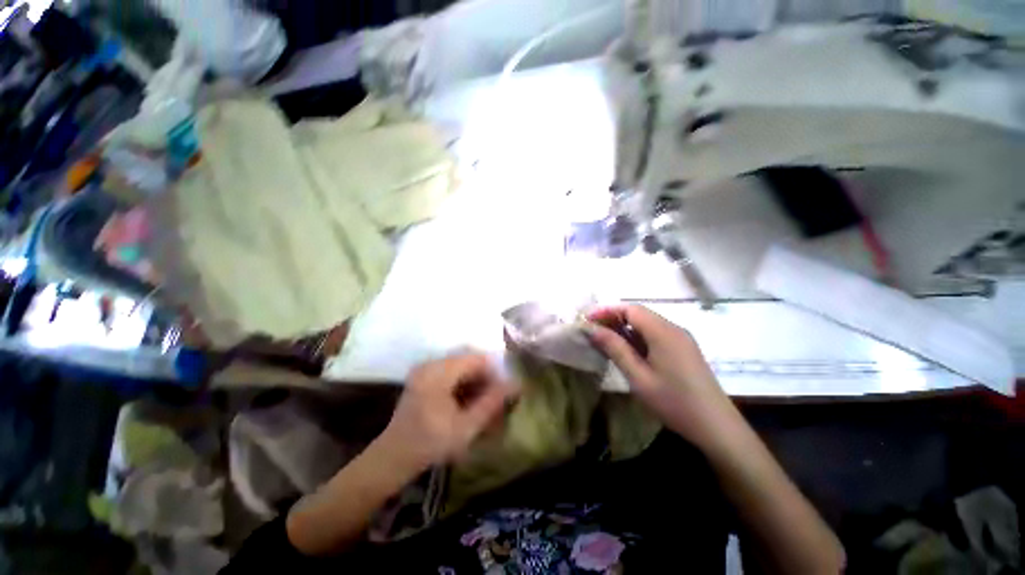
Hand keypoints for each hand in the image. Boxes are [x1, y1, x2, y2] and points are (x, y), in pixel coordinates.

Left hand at [378, 353, 513, 473]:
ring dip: (475, 382)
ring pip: (462, 367)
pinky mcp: (424, 376)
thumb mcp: (466, 427)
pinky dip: (463, 384)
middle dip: (485, 378)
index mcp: (439, 372)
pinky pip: (451, 372)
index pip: (477, 359)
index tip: (503, 392)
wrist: (393, 458)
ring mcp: (426, 369)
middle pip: (469, 361)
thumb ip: (492, 403)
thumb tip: (515, 384)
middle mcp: (431, 364)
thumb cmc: (430, 444)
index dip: (494, 373)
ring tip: (484, 403)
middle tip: (495, 400)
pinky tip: (468, 402)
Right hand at [586, 305, 732, 446]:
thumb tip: (592, 329)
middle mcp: (673, 328)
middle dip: (613, 318)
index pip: (630, 309)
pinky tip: (626, 350)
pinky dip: (636, 337)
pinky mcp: (683, 349)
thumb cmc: (674, 402)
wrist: (716, 427)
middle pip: (638, 314)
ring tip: (604, 340)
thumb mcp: (638, 376)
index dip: (607, 310)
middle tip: (592, 330)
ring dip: (624, 328)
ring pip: (646, 324)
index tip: (587, 320)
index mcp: (663, 332)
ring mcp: (680, 338)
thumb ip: (615, 349)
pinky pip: (655, 334)